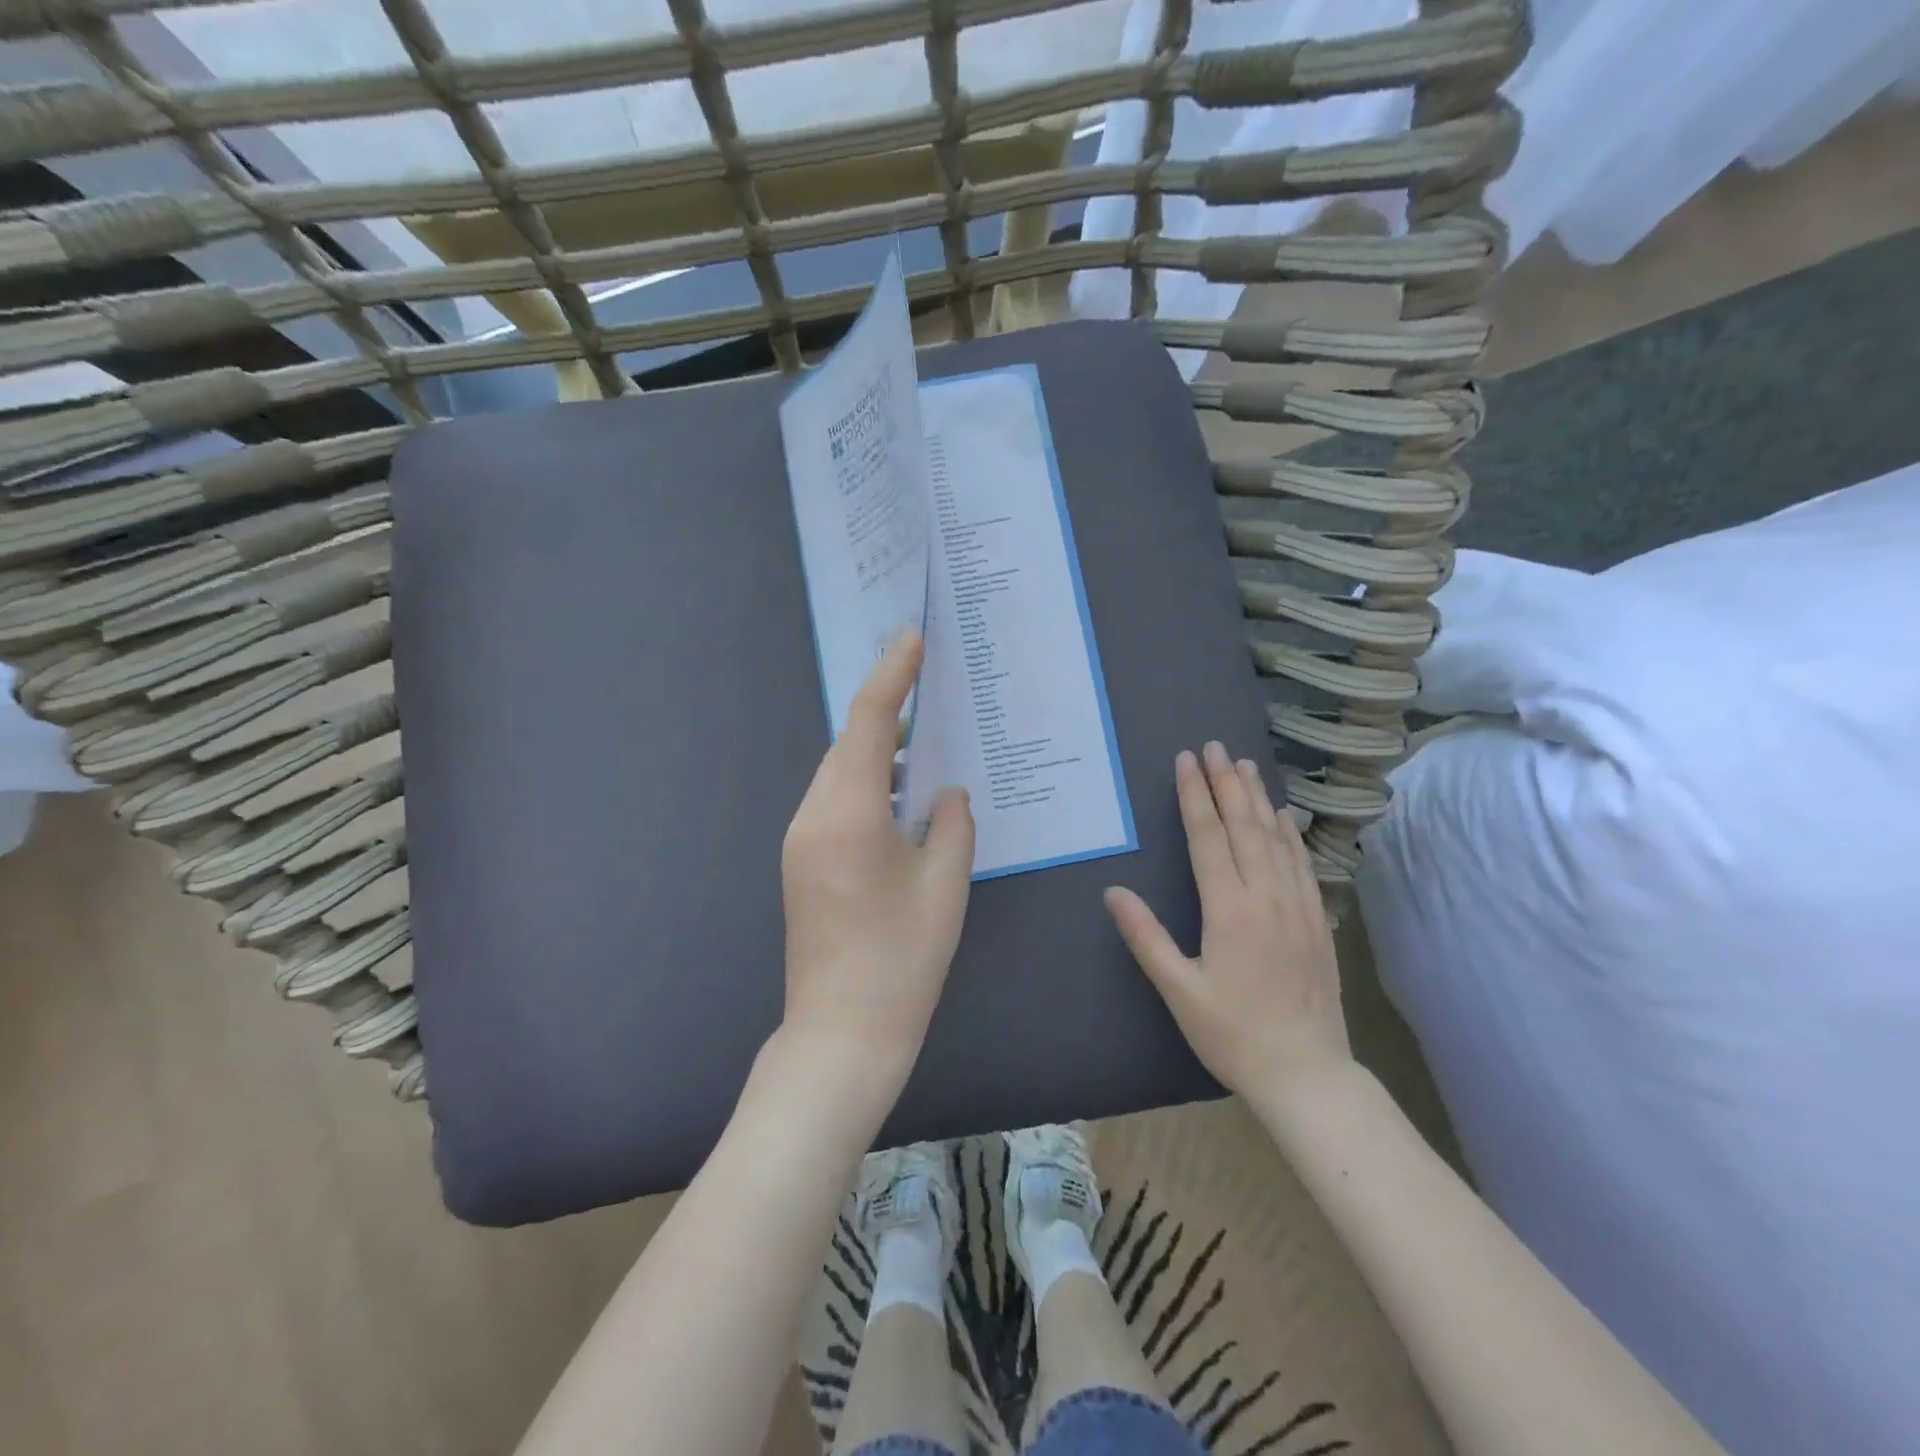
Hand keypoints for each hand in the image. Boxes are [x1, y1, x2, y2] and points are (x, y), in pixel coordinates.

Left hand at [779, 629, 974, 1100]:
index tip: (913, 639)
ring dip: (878, 755)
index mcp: (848, 812)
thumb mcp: (946, 884)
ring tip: (923, 749)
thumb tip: (947, 793)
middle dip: (887, 714)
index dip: (892, 675)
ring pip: (840, 775)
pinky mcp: (801, 864)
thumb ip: (953, 824)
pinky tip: (900, 801)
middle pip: (849, 745)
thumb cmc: (902, 959)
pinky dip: (866, 787)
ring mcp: (800, 841)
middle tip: (928, 691)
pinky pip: (834, 803)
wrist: (842, 1034)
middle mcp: (813, 816)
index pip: (870, 722)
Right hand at [1105, 742, 1350, 1098]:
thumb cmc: (1233, 1035)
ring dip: (1258, 798)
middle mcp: (1266, 897)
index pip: (1209, 838)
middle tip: (1215, 746)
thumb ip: (1147, 938)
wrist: (1308, 1075)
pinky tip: (1283, 817)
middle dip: (1227, 783)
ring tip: (1245, 765)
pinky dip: (1289, 834)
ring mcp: (1297, 907)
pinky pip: (1301, 864)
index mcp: (1230, 910)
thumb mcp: (1179, 992)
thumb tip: (1113, 891)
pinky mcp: (1316, 922)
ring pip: (1276, 839)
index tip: (1187, 760)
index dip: (1196, 796)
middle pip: (1244, 827)